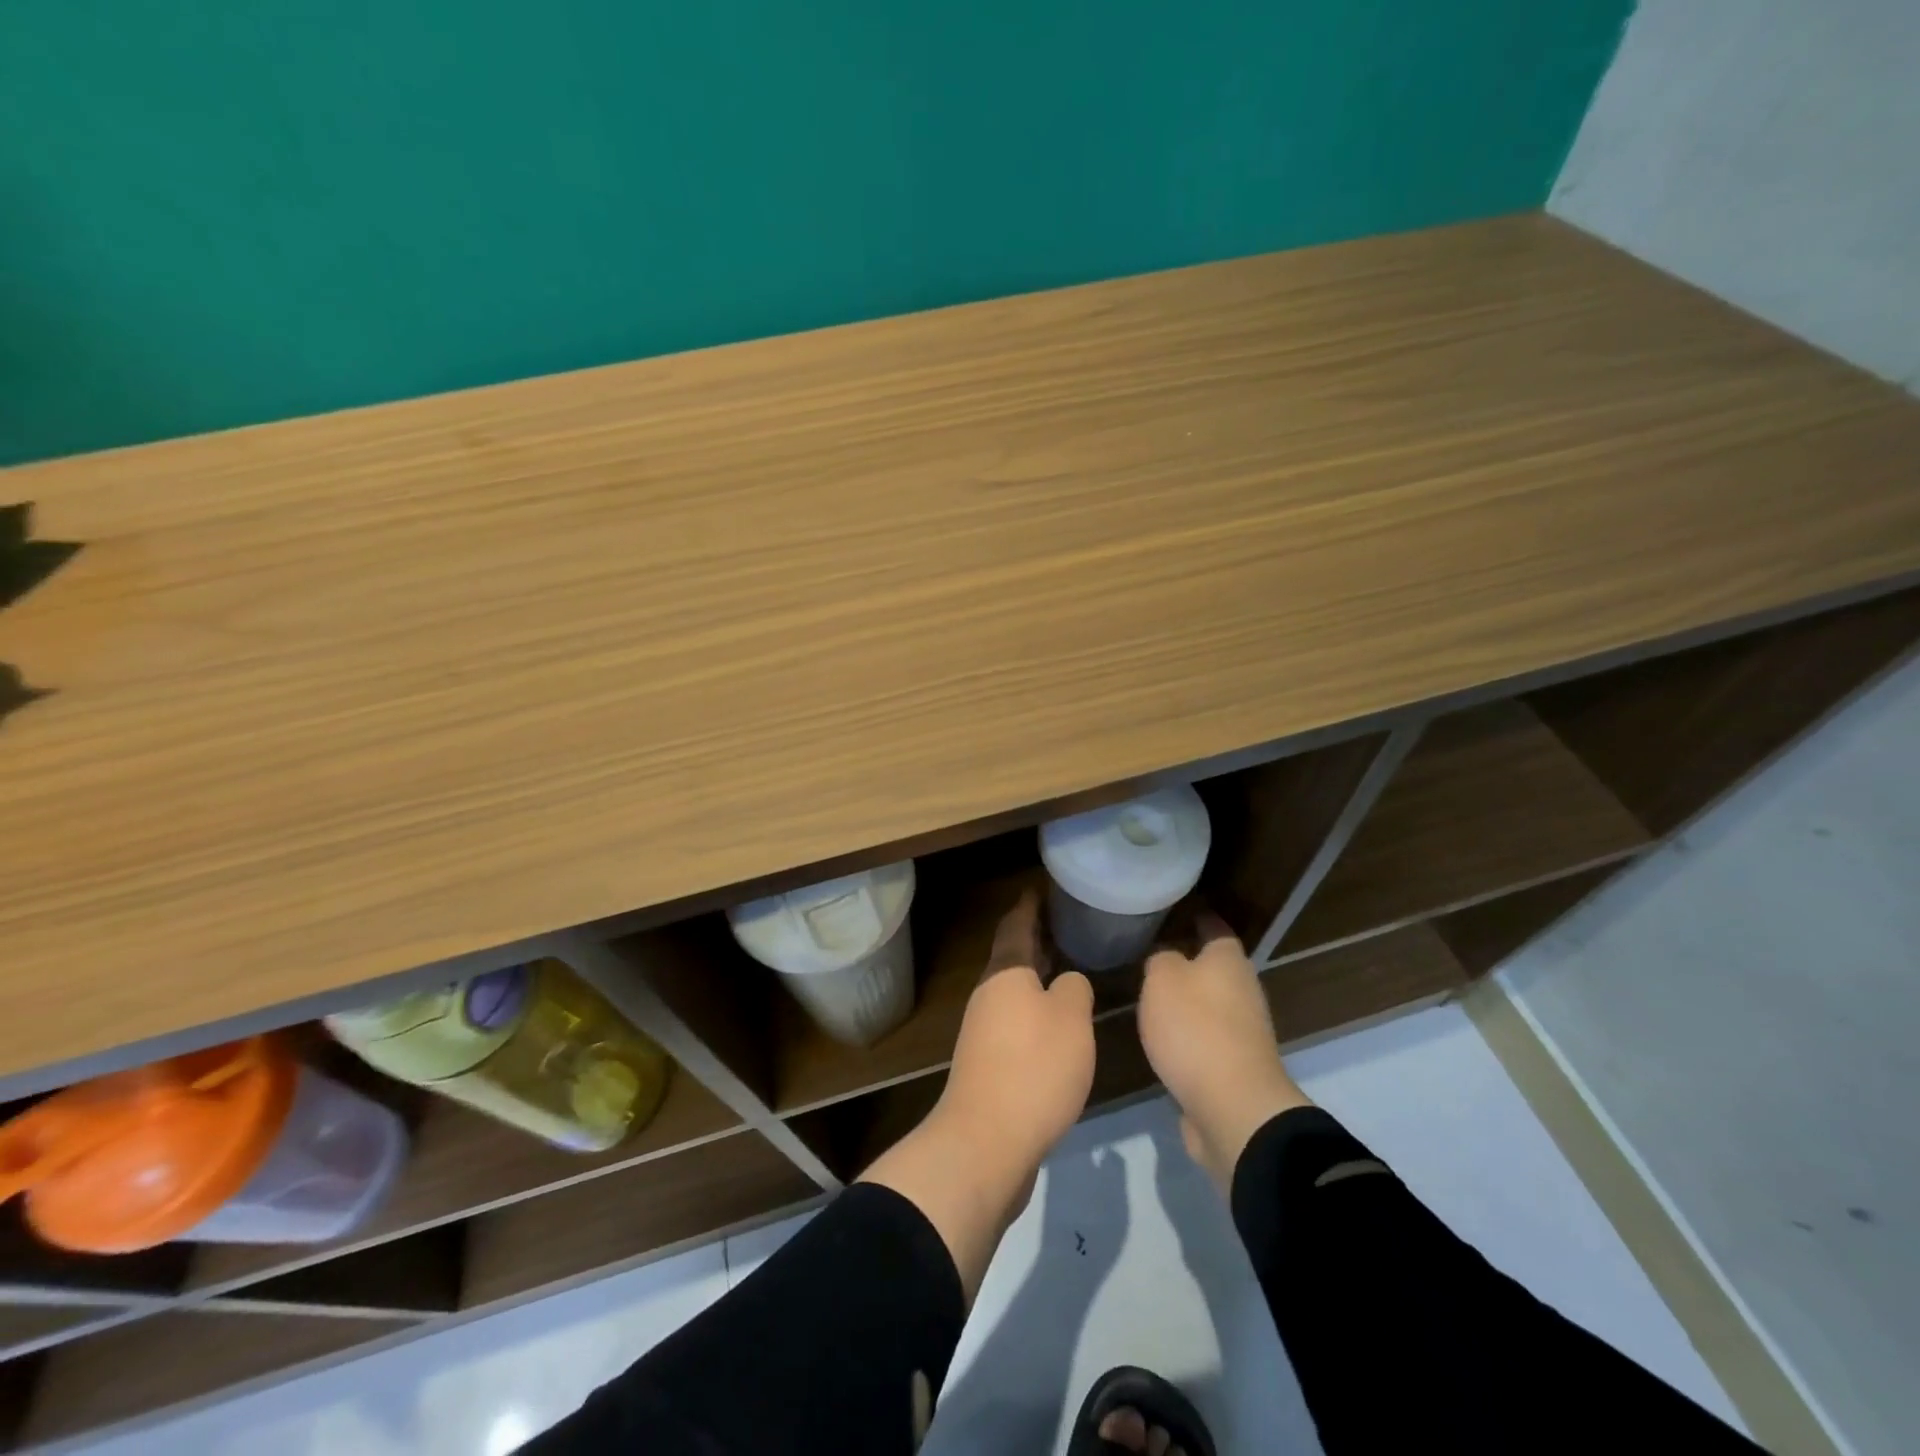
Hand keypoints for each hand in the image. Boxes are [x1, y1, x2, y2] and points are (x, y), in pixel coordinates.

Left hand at [938, 888, 1095, 1175]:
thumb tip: (1065, 983)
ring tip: (1066, 970)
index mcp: (1005, 973)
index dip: (1029, 905)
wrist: (986, 1141)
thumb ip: (1073, 989)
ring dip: (1036, 978)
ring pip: (1013, 991)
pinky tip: (1056, 1025)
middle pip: (1013, 957)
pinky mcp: (988, 1064)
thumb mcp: (1070, 1019)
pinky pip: (1015, 1022)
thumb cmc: (1033, 1067)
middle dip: (1035, 940)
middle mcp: (989, 995)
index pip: (1016, 925)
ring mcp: (983, 1031)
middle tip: (1064, 925)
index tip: (1040, 887)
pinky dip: (1035, 1011)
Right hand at [1137, 914, 1310, 1193]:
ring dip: (1190, 1000)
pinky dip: (1192, 1033)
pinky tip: (1167, 1037)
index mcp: (1229, 960)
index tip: (1180, 912)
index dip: (1199, 918)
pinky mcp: (1237, 1066)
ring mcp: (1244, 1031)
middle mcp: (1243, 990)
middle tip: (1156, 955)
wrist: (1232, 1108)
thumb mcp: (1162, 979)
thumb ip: (1161, 960)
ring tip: (1155, 996)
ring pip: (1213, 1003)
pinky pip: (1210, 1037)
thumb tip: (1167, 960)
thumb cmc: (1195, 1029)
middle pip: (1217, 967)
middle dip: (1192, 960)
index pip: (1215, 928)